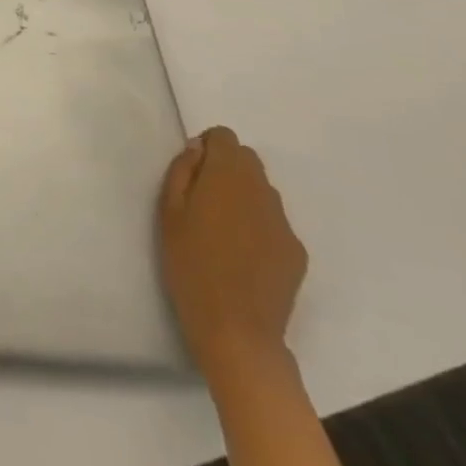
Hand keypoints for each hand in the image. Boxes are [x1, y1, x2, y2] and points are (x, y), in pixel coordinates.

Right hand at [159, 126, 306, 381]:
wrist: (236, 328)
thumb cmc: (189, 263)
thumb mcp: (168, 211)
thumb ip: (183, 172)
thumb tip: (197, 149)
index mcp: (227, 177)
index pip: (226, 138)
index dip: (207, 147)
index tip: (192, 172)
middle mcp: (262, 192)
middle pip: (247, 160)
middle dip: (225, 168)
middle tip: (201, 199)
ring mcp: (283, 223)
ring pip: (262, 191)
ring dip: (242, 196)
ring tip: (220, 229)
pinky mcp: (296, 252)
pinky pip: (273, 222)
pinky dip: (257, 225)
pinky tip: (241, 254)